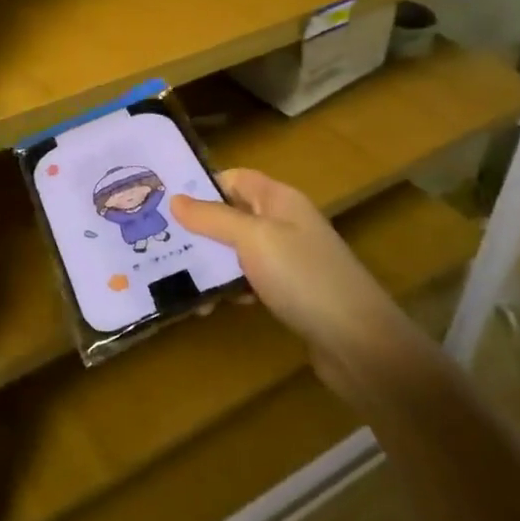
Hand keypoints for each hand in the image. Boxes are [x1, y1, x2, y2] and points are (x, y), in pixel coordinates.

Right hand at [171, 169, 401, 386]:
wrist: (358, 342)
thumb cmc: (303, 277)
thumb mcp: (253, 239)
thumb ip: (213, 218)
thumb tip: (175, 198)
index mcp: (279, 200)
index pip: (235, 178)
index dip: (202, 186)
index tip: (165, 203)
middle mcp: (285, 223)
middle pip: (232, 216)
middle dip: (198, 230)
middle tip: (160, 244)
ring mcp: (289, 260)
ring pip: (238, 252)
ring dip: (210, 264)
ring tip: (176, 282)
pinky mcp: (290, 294)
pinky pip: (250, 281)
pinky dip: (230, 289)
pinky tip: (211, 306)